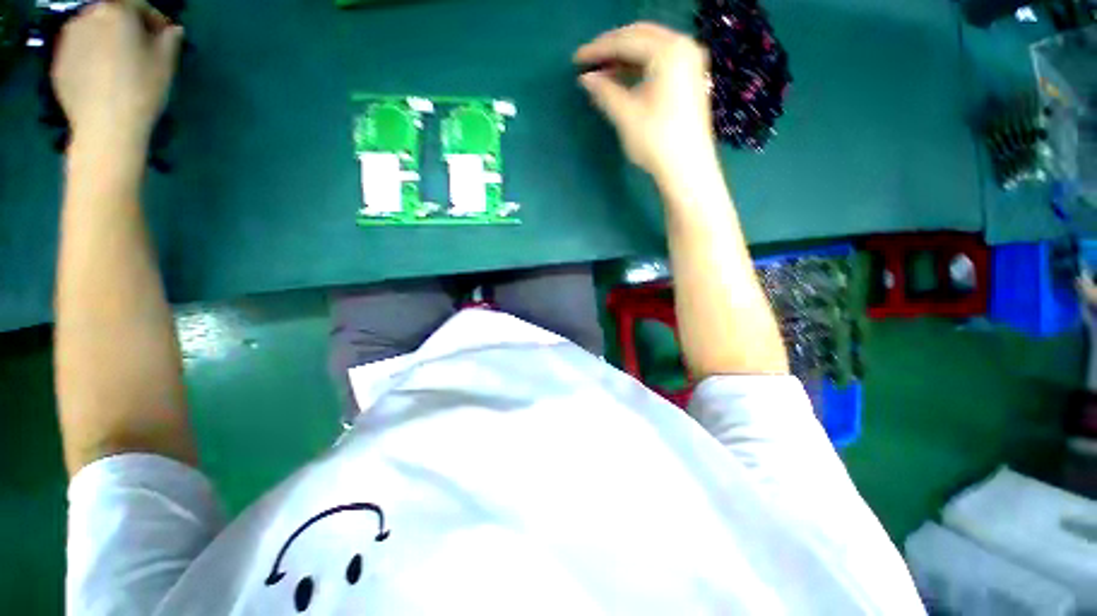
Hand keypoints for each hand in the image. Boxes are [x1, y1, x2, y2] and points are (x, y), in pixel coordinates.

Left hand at [51, 0, 182, 153]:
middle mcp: (87, 16)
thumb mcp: (165, 64)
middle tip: (140, 49)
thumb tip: (172, 31)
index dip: (154, 18)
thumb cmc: (141, 90)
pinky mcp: (58, 62)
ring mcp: (67, 40)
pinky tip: (101, 76)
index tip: (165, 36)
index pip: (139, 4)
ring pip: (92, 30)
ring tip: (118, 63)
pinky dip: (90, 57)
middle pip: (110, 14)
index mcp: (116, 11)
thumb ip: (169, 40)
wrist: (105, 127)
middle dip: (125, 27)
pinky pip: (79, 51)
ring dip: (105, 40)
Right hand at [575, 22, 714, 180]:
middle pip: (641, 37)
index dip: (598, 49)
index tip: (577, 59)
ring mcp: (690, 62)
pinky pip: (660, 61)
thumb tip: (585, 78)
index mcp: (668, 51)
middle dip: (612, 47)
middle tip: (589, 60)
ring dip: (625, 57)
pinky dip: (639, 67)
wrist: (687, 169)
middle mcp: (683, 47)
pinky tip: (623, 78)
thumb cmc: (656, 141)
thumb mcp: (625, 115)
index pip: (626, 40)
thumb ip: (604, 91)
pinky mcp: (691, 78)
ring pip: (651, 48)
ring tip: (603, 71)